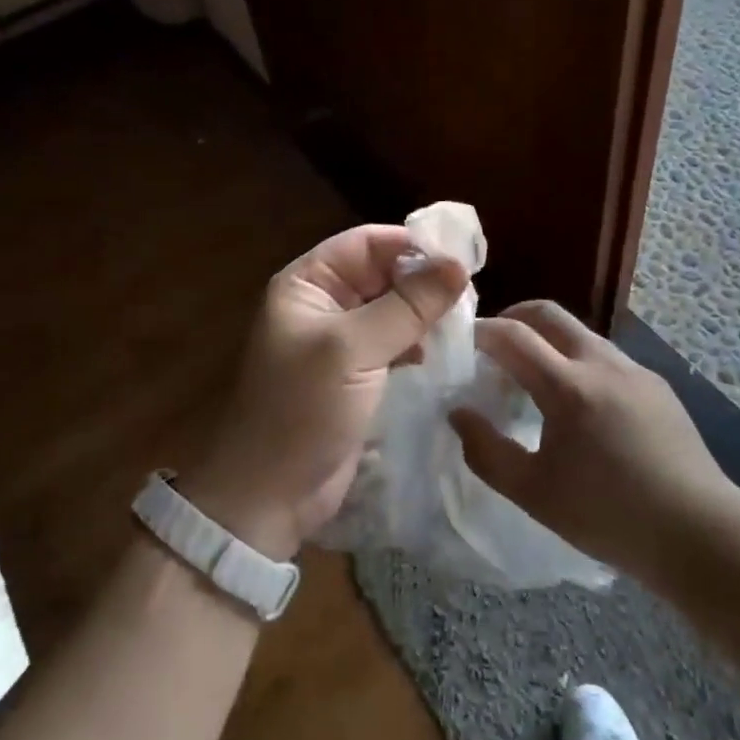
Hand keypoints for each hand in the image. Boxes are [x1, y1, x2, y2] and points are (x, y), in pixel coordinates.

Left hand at [182, 225, 467, 559]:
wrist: (269, 496)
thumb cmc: (302, 409)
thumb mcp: (353, 349)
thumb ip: (407, 306)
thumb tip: (458, 266)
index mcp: (308, 283)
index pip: (365, 243)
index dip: (410, 244)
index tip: (460, 257)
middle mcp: (323, 303)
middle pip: (382, 273)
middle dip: (421, 279)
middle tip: (470, 292)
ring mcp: (340, 341)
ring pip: (392, 308)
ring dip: (423, 311)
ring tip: (463, 320)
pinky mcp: (357, 374)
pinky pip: (394, 341)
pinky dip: (417, 341)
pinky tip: (441, 350)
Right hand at [450, 301, 727, 580]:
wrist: (699, 532)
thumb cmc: (608, 515)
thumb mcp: (533, 493)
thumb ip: (486, 451)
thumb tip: (459, 413)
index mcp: (568, 386)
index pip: (512, 335)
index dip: (481, 331)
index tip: (461, 342)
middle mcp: (601, 362)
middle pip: (549, 313)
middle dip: (514, 316)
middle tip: (494, 344)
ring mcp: (634, 369)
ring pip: (580, 334)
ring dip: (549, 341)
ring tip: (534, 379)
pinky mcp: (657, 384)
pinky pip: (606, 358)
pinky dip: (579, 362)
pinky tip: (581, 405)